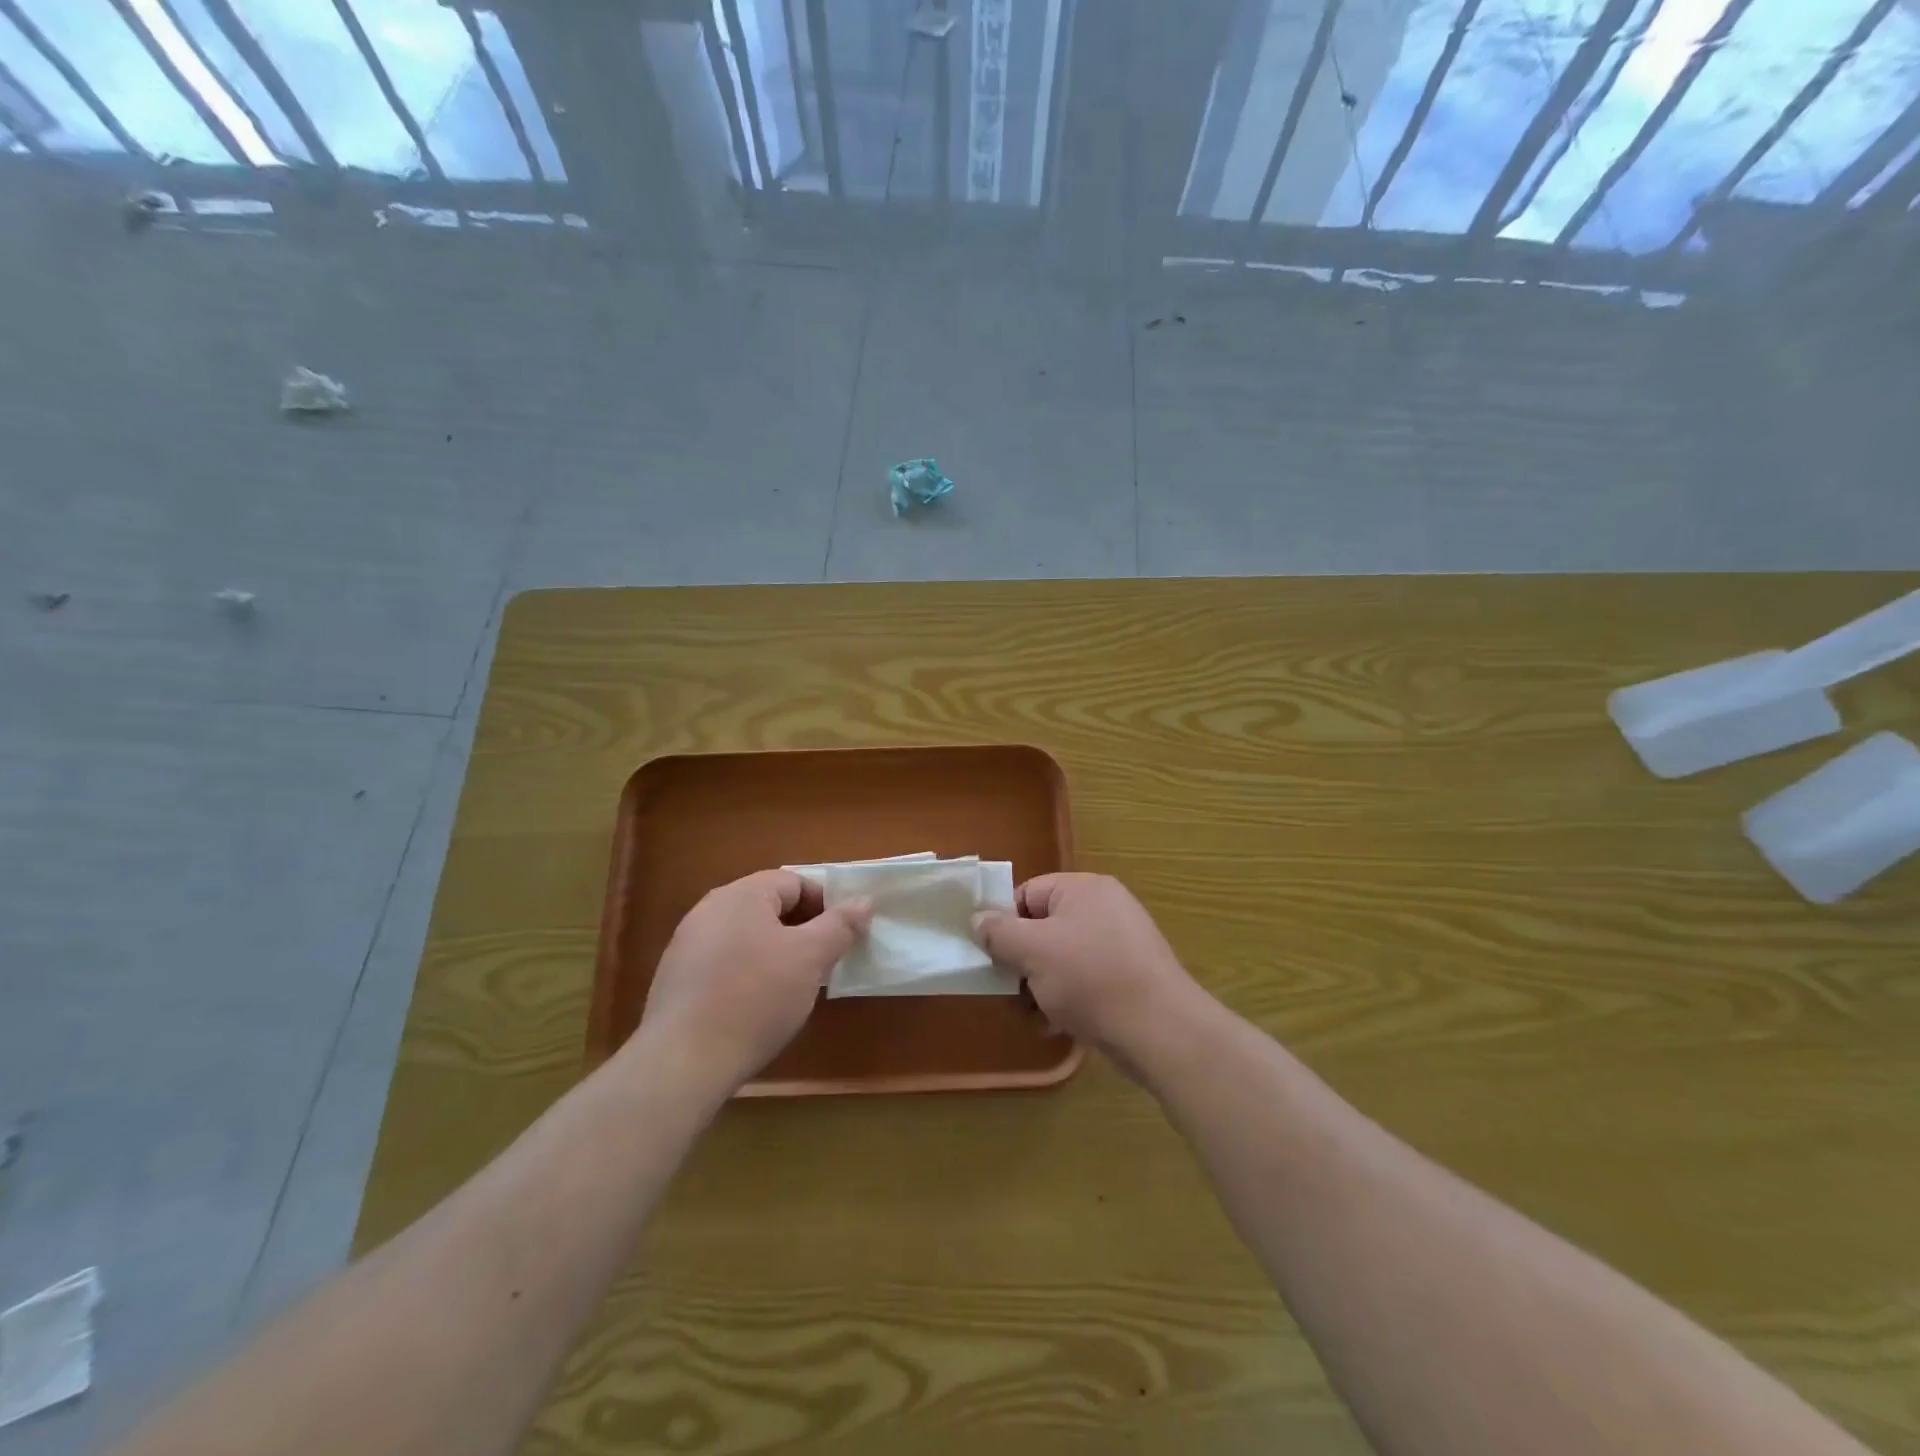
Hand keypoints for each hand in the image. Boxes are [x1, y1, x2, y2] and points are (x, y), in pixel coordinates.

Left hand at [634, 870, 870, 1098]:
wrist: (683, 1062)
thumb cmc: (755, 998)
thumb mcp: (810, 958)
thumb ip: (840, 925)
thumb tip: (864, 901)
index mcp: (742, 894)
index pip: (794, 882)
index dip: (825, 904)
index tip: (842, 936)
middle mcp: (709, 910)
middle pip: (769, 907)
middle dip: (802, 930)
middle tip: (823, 962)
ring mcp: (687, 944)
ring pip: (747, 936)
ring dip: (776, 953)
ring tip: (794, 988)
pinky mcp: (677, 979)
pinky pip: (725, 962)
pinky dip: (748, 974)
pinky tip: (757, 1007)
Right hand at [972, 873, 1202, 1070]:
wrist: (1160, 1030)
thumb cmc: (1091, 978)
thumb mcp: (1033, 951)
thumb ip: (999, 932)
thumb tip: (977, 920)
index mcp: (1084, 888)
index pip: (1028, 893)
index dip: (1005, 924)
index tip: (993, 957)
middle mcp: (1104, 908)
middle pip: (1043, 928)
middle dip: (1022, 963)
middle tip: (1011, 993)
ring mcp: (1121, 943)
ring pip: (1062, 958)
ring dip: (1040, 986)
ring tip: (1035, 1016)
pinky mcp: (1130, 976)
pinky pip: (1085, 979)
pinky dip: (1067, 998)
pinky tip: (1058, 1025)